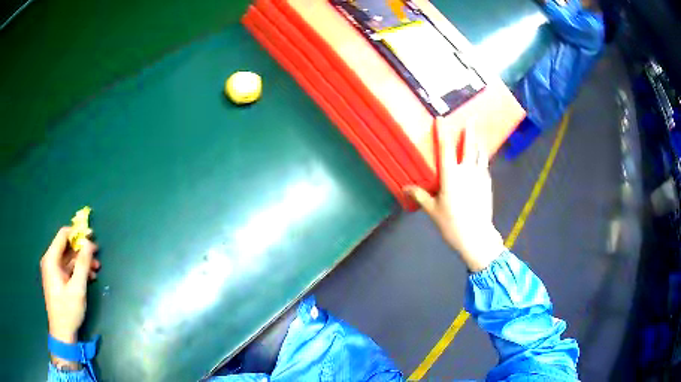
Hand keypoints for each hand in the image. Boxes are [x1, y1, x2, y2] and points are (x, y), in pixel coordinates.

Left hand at [40, 227, 99, 345]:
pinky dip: (78, 271)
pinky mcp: (57, 280)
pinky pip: (68, 269)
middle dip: (82, 250)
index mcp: (51, 259)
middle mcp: (50, 261)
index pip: (63, 235)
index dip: (77, 233)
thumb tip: (89, 243)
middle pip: (66, 247)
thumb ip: (82, 264)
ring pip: (69, 259)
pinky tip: (89, 277)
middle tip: (97, 256)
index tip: (92, 237)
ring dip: (82, 262)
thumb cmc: (68, 310)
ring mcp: (53, 271)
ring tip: (96, 269)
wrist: (62, 332)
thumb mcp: (77, 288)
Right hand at [405, 118, 504, 271]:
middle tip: (471, 118)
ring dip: (478, 142)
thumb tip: (405, 188)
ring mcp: (480, 176)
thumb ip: (420, 196)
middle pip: (469, 146)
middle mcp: (467, 171)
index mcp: (451, 175)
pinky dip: (482, 157)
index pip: (446, 148)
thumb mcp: (433, 210)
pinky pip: (484, 165)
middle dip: (469, 130)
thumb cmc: (452, 223)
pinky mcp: (487, 184)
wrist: (477, 236)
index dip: (442, 132)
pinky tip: (482, 158)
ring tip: (478, 135)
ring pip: (480, 154)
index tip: (440, 119)